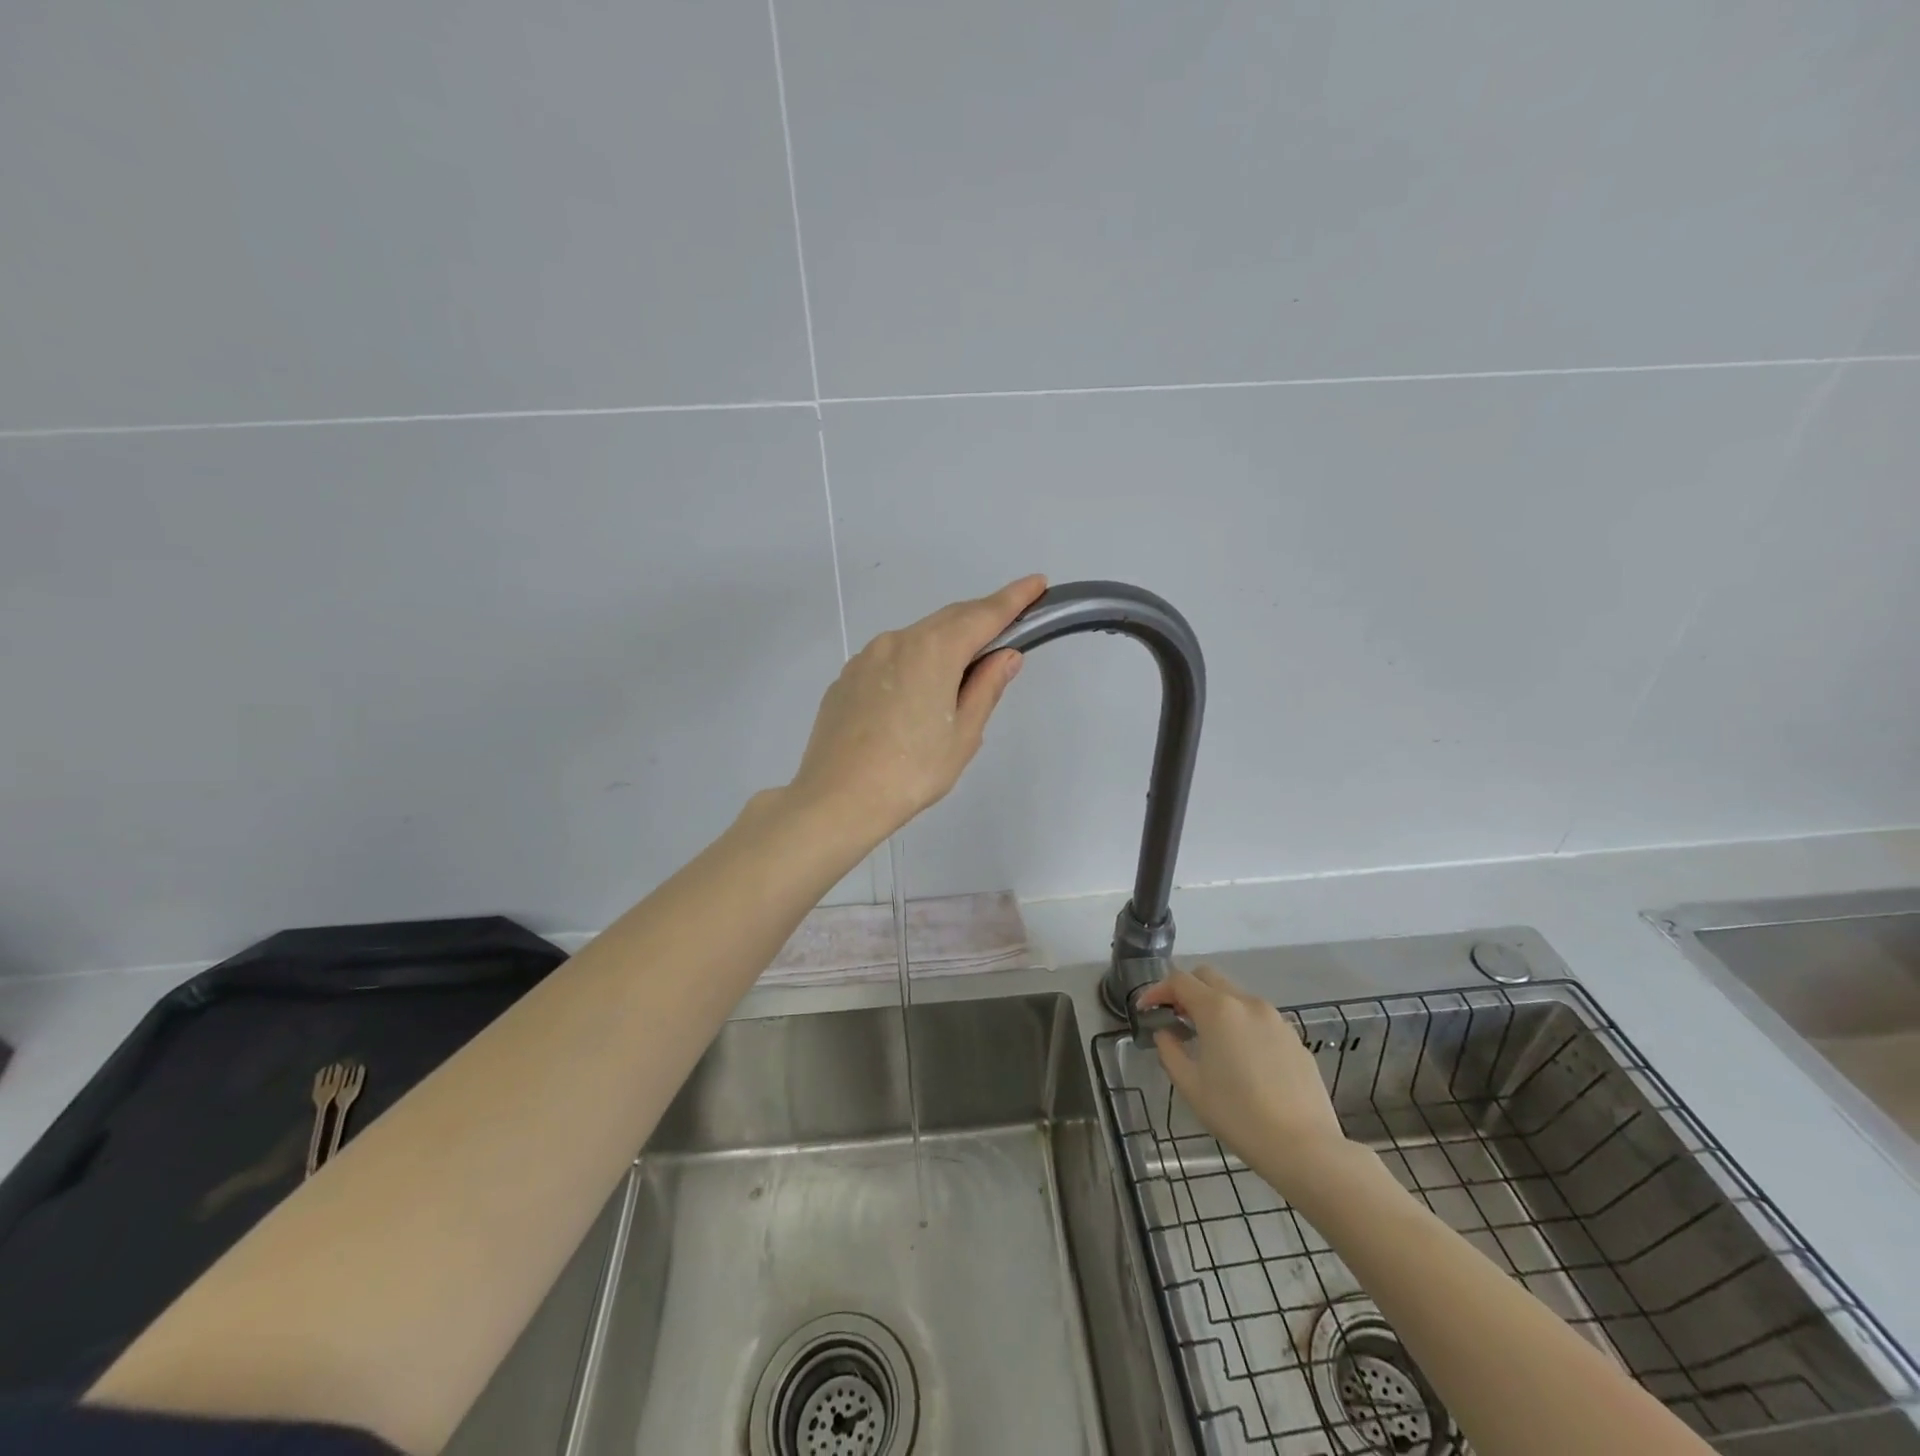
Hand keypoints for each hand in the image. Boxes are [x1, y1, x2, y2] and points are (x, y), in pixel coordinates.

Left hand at [789, 575, 1046, 843]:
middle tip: (1006, 629)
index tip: (1037, 583)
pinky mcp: (846, 678)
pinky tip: (916, 695)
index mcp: (933, 650)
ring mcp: (866, 657)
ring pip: (916, 638)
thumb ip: (986, 687)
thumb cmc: (912, 772)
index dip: (1013, 598)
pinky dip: (914, 663)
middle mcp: (897, 641)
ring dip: (944, 644)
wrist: (836, 799)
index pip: (983, 615)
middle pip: (948, 620)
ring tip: (961, 672)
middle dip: (980, 619)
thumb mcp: (963, 735)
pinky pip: (890, 659)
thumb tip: (1005, 655)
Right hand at [1137, 967, 1350, 1197]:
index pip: (1179, 980)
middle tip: (1175, 1017)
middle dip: (1186, 990)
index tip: (1146, 1009)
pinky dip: (1241, 1025)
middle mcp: (1247, 1003)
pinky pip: (1259, 1019)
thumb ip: (1170, 1051)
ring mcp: (1275, 1019)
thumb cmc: (1238, 1115)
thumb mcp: (1191, 1086)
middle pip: (1208, 977)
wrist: (1304, 1147)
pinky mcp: (1294, 1038)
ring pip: (1236, 996)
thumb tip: (1166, 1034)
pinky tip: (1241, 1059)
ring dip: (1215, 1007)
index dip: (1157, 990)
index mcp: (1217, 1010)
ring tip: (1208, 1040)